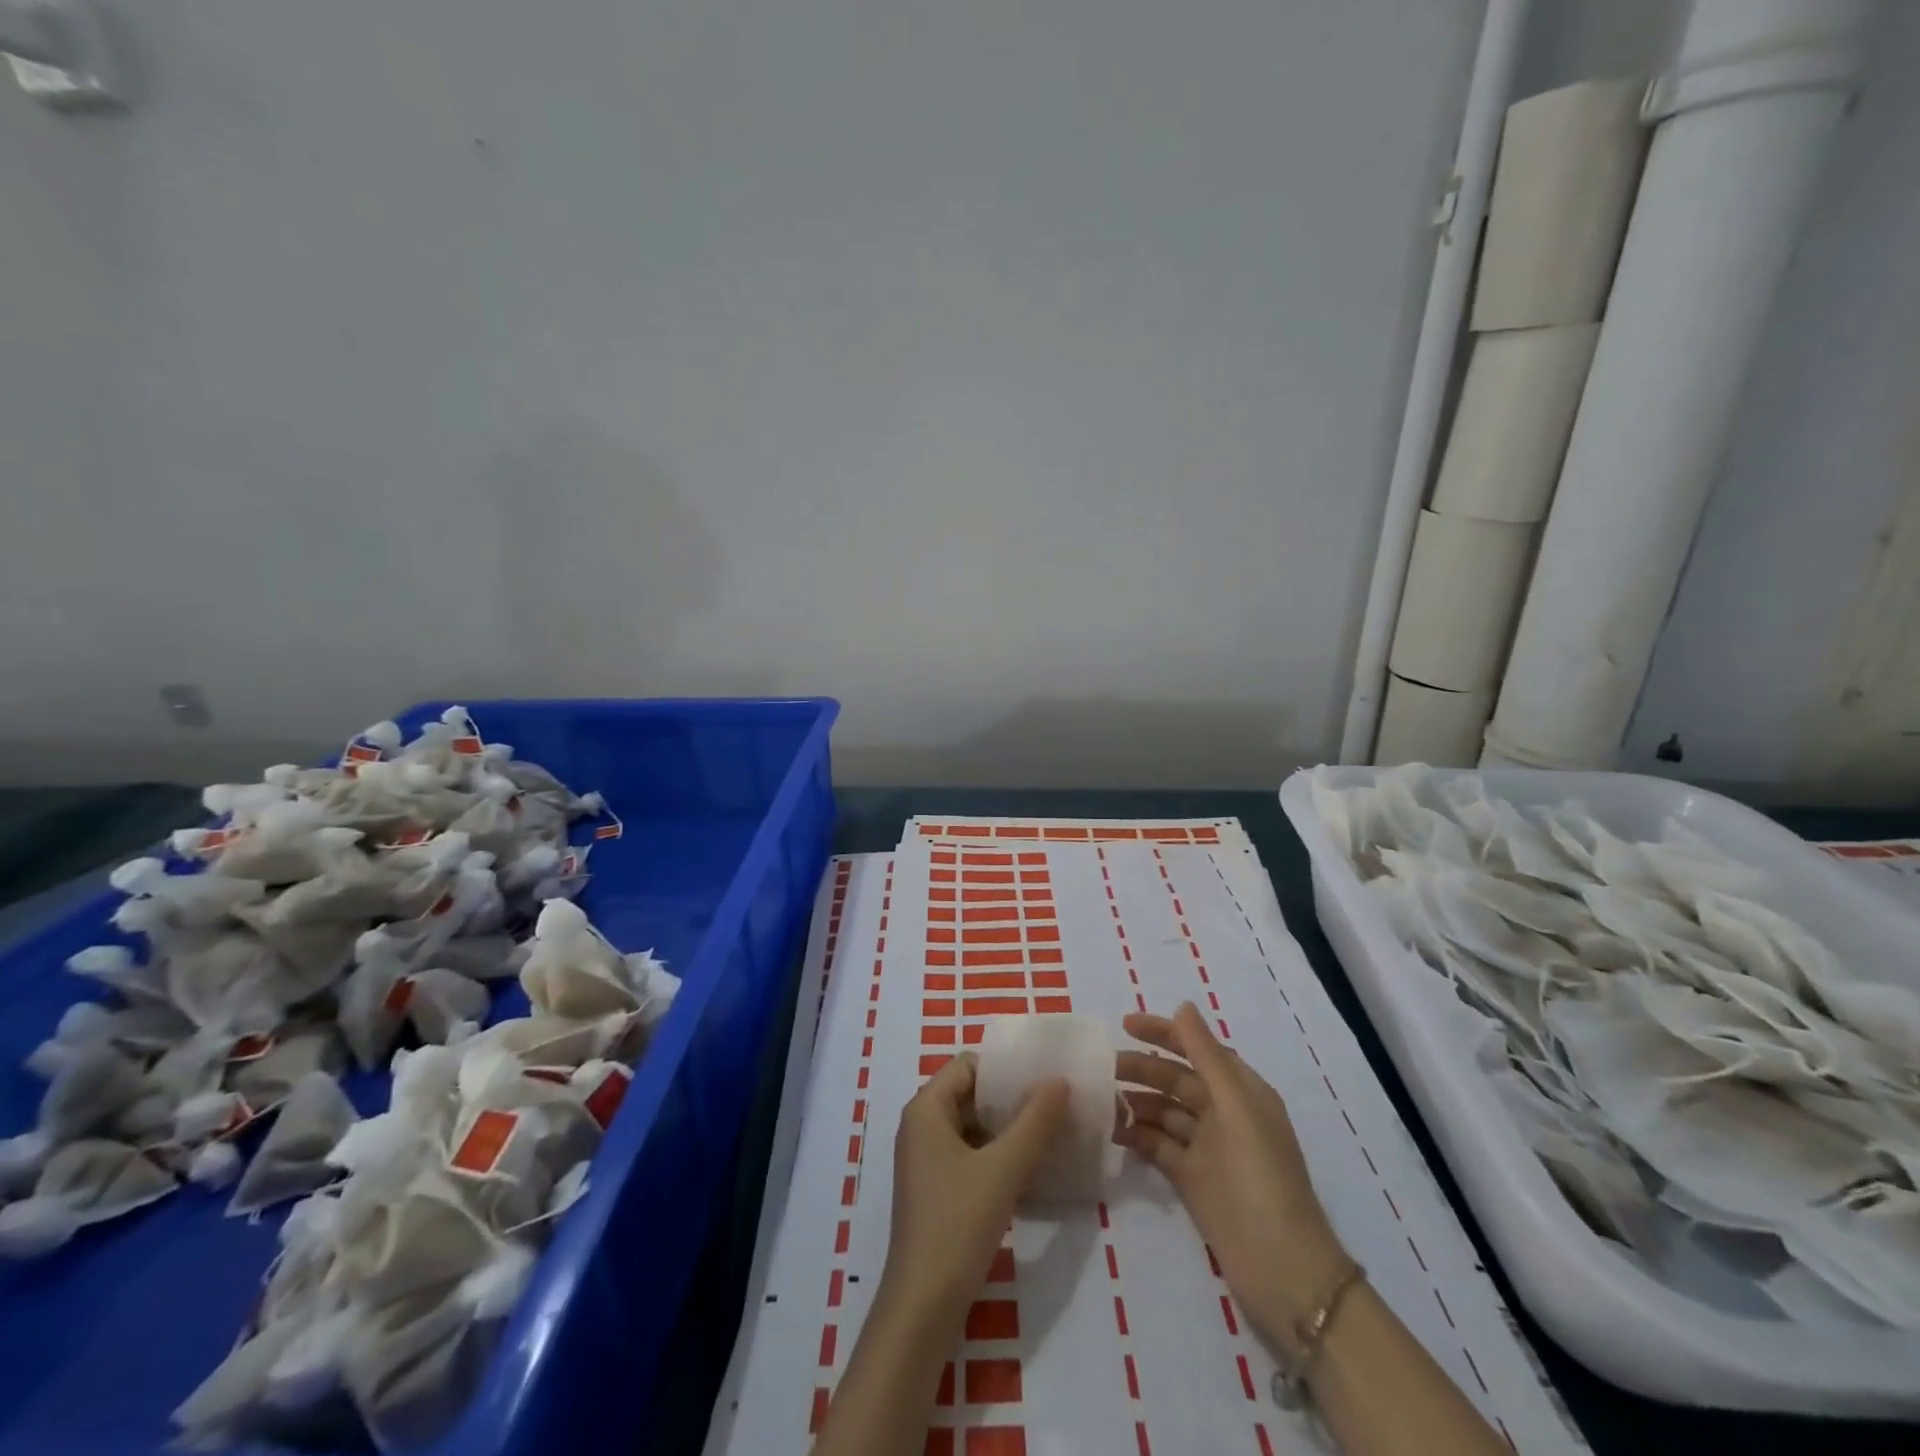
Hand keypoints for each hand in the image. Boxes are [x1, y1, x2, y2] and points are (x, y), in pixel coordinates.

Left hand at [881, 1052, 1069, 1322]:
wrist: (923, 1305)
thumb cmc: (958, 1223)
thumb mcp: (1004, 1167)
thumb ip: (1035, 1121)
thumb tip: (1060, 1080)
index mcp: (926, 1109)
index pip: (968, 1065)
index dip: (1004, 1068)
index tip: (1043, 1077)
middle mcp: (920, 1126)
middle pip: (970, 1093)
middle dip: (1010, 1097)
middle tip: (1053, 1103)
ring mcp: (925, 1160)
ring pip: (971, 1125)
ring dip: (1006, 1127)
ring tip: (1048, 1132)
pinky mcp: (934, 1189)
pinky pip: (968, 1154)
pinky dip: (995, 1153)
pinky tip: (1028, 1167)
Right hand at [1116, 1002, 1349, 1350]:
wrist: (1283, 1271)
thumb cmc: (1262, 1178)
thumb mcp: (1237, 1109)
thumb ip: (1207, 1056)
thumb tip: (1183, 1006)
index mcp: (1242, 1092)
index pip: (1198, 1048)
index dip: (1163, 1033)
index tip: (1124, 1024)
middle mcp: (1224, 1114)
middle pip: (1176, 1079)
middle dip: (1141, 1068)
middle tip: (1101, 1068)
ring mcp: (1207, 1148)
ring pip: (1163, 1111)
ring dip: (1135, 1101)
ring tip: (1099, 1100)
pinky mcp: (1192, 1179)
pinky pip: (1158, 1145)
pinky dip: (1137, 1135)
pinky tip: (1112, 1131)